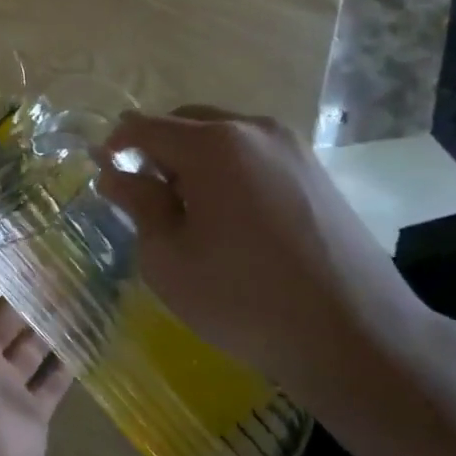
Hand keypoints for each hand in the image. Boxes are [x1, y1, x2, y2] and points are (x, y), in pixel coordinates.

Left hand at [0, 266, 73, 455]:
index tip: (14, 252)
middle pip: (2, 321)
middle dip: (22, 297)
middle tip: (55, 270)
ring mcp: (5, 388)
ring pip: (30, 349)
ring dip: (47, 326)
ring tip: (75, 298)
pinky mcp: (32, 414)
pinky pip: (52, 385)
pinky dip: (65, 367)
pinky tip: (84, 342)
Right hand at [97, 107, 434, 403]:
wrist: (353, 334)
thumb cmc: (242, 298)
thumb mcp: (168, 258)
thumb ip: (138, 205)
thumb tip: (115, 174)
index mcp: (213, 145)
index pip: (146, 127)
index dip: (115, 144)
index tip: (101, 171)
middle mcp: (255, 130)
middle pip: (187, 122)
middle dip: (157, 150)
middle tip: (143, 196)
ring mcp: (293, 148)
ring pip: (224, 137)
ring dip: (194, 161)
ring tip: (187, 210)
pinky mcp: (316, 172)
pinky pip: (254, 155)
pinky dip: (228, 172)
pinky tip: (230, 218)